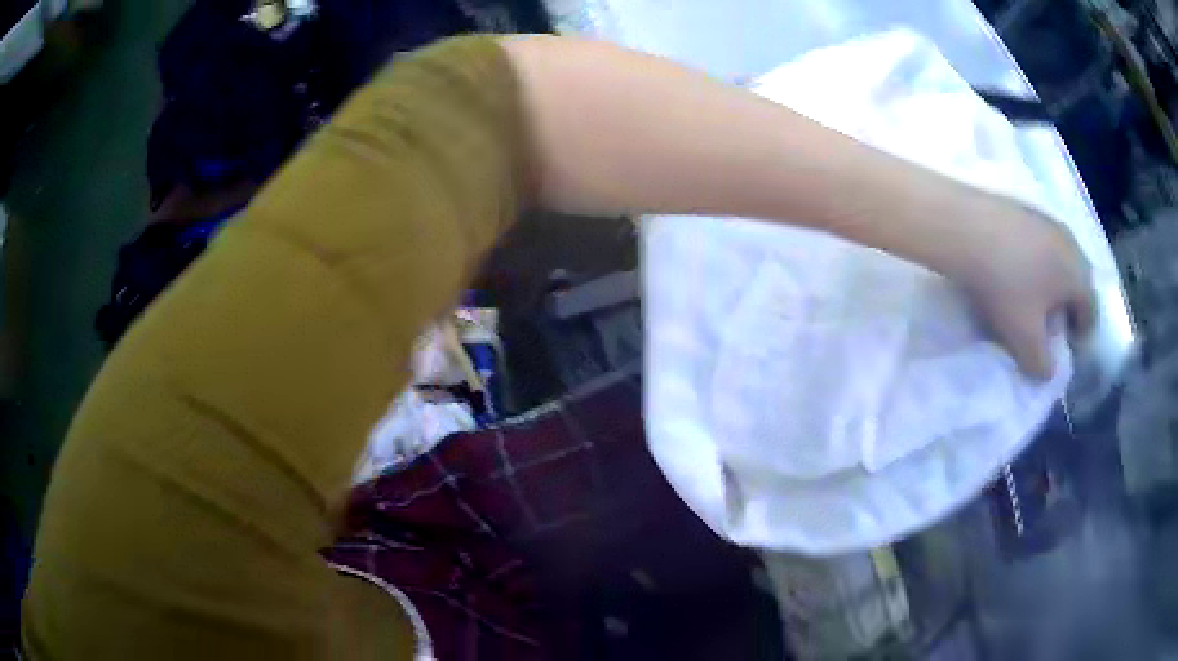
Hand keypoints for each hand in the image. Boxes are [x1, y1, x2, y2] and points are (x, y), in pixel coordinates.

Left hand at [949, 192, 1095, 379]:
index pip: (1091, 311)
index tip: (1064, 347)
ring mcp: (1047, 219)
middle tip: (1047, 326)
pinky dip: (1032, 260)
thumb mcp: (1025, 339)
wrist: (965, 226)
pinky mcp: (1023, 206)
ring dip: (1049, 282)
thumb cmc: (1006, 286)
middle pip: (1077, 283)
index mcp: (1079, 274)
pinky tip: (1012, 269)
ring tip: (1028, 300)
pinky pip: (1037, 242)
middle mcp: (1070, 242)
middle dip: (1066, 307)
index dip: (1081, 334)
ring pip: (1058, 260)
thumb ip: (1041, 364)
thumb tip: (1049, 373)